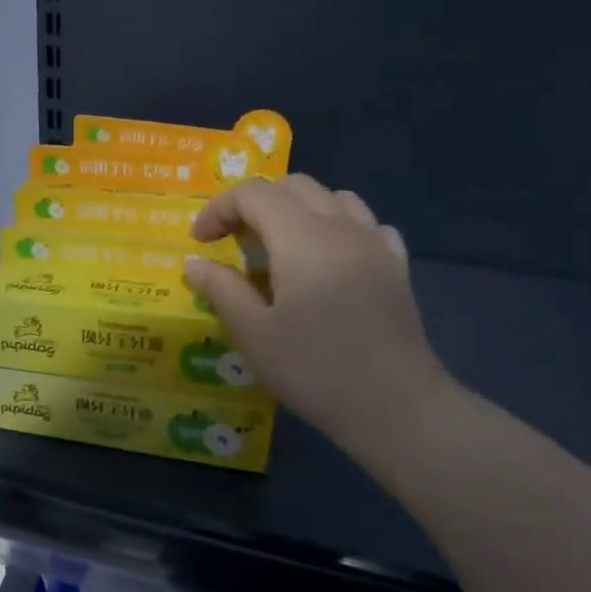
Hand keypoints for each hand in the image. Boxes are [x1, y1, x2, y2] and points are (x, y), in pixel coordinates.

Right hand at [184, 176, 452, 461]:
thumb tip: (193, 263)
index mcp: (301, 237)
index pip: (253, 194)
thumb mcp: (253, 333)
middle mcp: (342, 226)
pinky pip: (365, 224)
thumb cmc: (314, 369)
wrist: (394, 405)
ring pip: (333, 198)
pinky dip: (337, 227)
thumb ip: (220, 289)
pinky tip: (328, 260)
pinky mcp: (396, 266)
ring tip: (279, 246)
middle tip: (233, 241)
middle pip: (293, 186)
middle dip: (254, 203)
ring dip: (297, 209)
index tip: (200, 243)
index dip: (218, 209)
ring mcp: (375, 244)